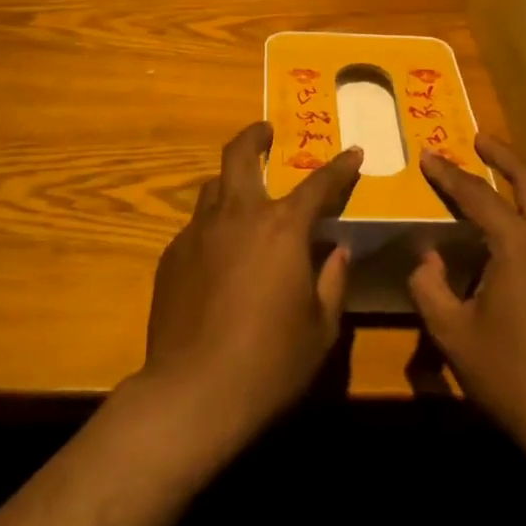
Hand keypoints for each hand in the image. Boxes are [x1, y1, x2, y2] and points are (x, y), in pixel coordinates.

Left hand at [142, 122, 361, 445]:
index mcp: (282, 228)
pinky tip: (219, 255)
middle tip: (265, 131)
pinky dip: (214, 226)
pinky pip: (196, 226)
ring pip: (213, 187)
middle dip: (255, 136)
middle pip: (240, 156)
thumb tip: (337, 249)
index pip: (318, 184)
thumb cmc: (270, 362)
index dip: (340, 167)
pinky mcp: (171, 256)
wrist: (192, 394)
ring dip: (231, 181)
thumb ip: (332, 280)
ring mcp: (198, 232)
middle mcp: (238, 216)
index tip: (353, 153)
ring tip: (244, 195)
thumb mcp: (321, 327)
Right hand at [408, 136, 525, 460]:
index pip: (477, 195)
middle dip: (503, 156)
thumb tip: (427, 257)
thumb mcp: (454, 333)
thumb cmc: (512, 375)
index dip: (448, 174)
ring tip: (498, 187)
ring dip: (524, 190)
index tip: (427, 154)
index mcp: (521, 244)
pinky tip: (522, 246)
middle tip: (480, 139)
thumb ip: (430, 286)